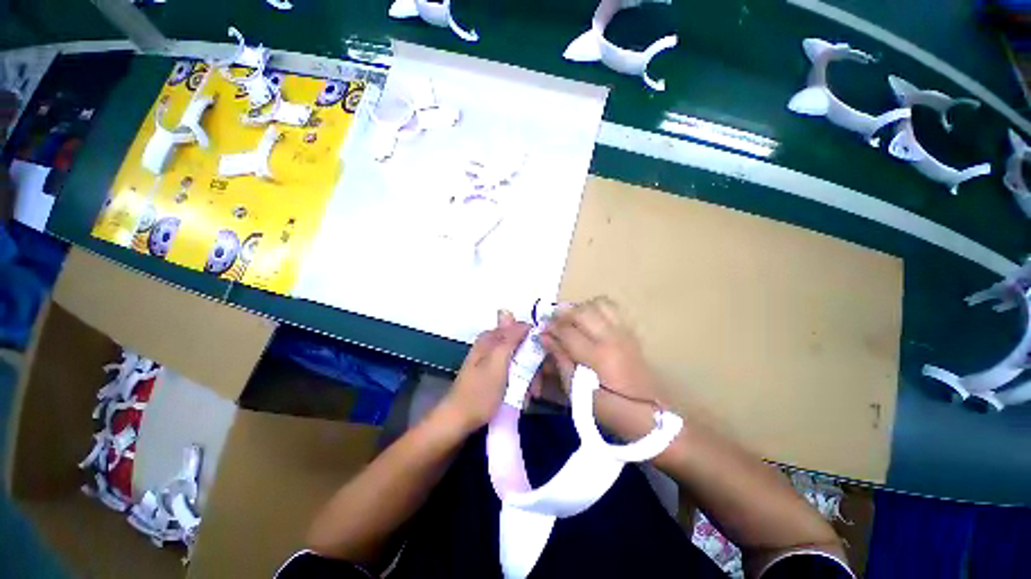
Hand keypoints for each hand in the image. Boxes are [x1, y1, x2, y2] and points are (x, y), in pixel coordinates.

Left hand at [442, 310, 529, 432]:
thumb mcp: (497, 364)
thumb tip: (510, 311)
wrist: (458, 421)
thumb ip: (507, 338)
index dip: (534, 343)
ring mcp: (492, 361)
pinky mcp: (493, 375)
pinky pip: (513, 372)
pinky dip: (520, 384)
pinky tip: (522, 398)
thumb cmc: (480, 393)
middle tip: (535, 386)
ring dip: (528, 377)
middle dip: (532, 365)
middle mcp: (491, 346)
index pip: (520, 329)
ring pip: (519, 361)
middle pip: (521, 346)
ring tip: (530, 396)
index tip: (543, 362)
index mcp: (490, 338)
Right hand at [541, 297, 661, 438]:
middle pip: (581, 311)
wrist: (643, 412)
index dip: (551, 328)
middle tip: (554, 324)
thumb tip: (545, 337)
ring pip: (598, 303)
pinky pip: (612, 308)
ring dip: (581, 308)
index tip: (542, 331)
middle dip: (563, 314)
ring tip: (573, 320)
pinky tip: (591, 320)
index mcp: (597, 355)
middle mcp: (611, 337)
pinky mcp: (630, 332)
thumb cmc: (605, 406)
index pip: (567, 330)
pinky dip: (597, 308)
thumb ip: (560, 358)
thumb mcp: (575, 389)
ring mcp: (623, 332)